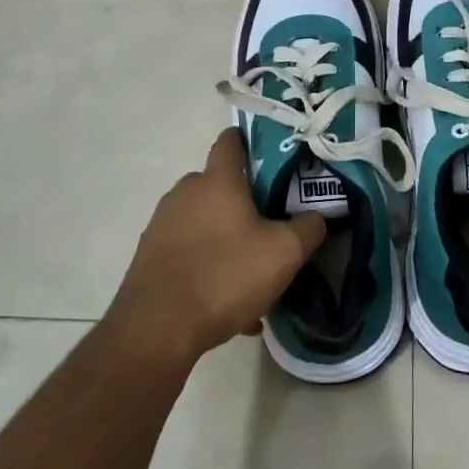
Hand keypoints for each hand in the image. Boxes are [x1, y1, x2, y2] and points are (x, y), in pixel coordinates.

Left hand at [107, 128, 326, 367]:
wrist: (158, 327)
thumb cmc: (225, 275)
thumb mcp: (284, 253)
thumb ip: (309, 228)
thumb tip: (318, 217)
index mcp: (217, 180)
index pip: (231, 141)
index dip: (250, 142)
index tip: (272, 156)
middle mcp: (185, 193)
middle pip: (219, 185)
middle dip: (244, 201)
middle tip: (271, 226)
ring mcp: (163, 223)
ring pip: (205, 222)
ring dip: (227, 239)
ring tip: (251, 275)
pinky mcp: (150, 255)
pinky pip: (189, 252)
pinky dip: (209, 266)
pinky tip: (228, 304)